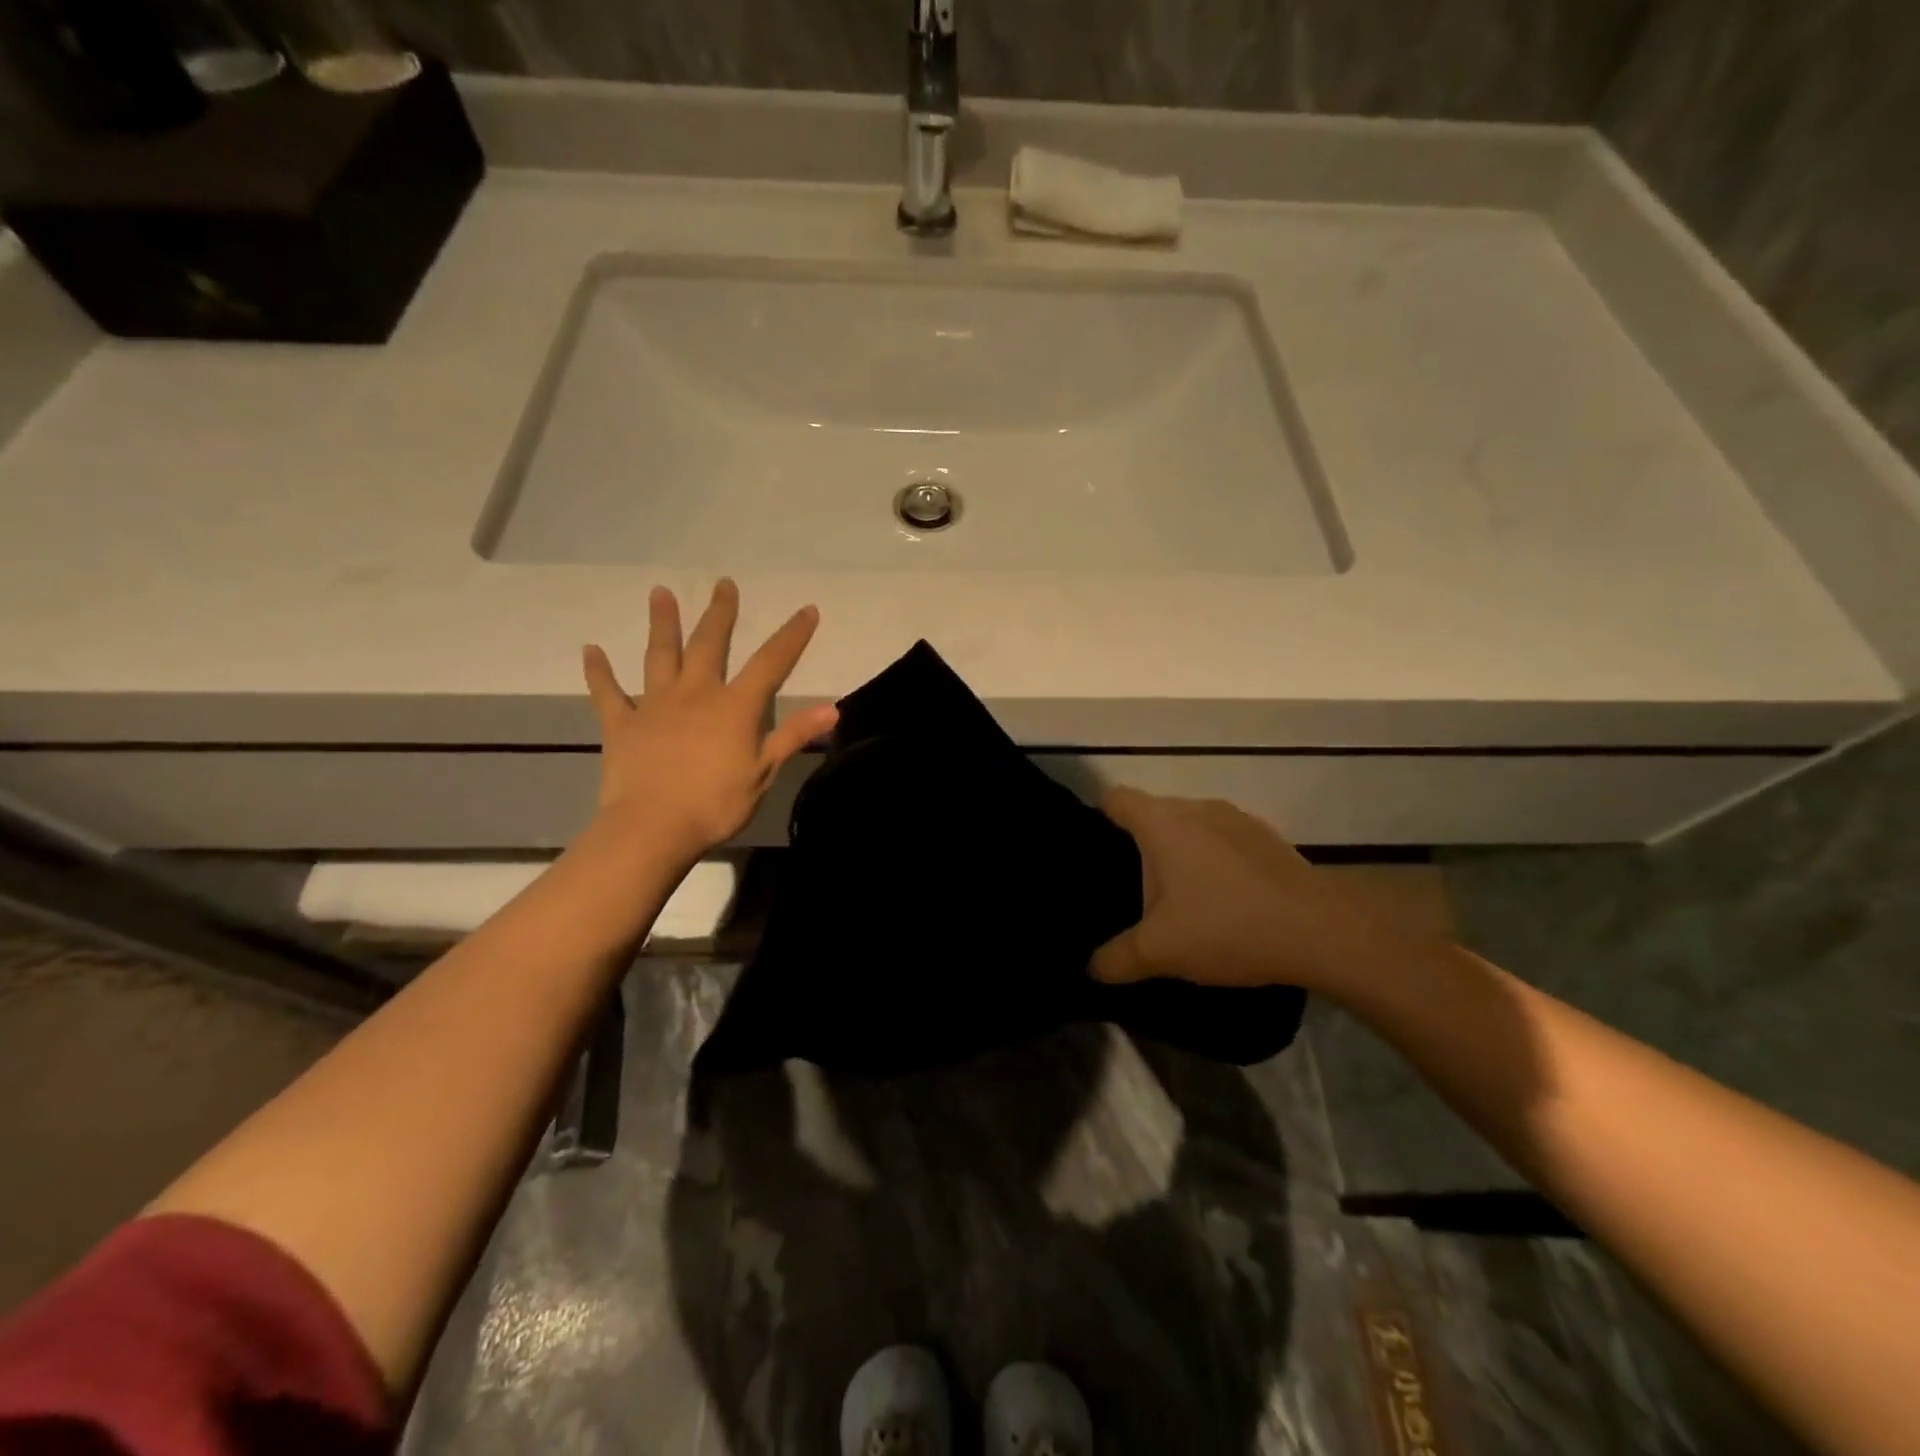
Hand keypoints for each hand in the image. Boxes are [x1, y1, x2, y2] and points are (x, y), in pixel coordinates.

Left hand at [582, 580, 838, 866]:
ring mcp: (654, 705)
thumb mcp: (764, 772)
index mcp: (734, 706)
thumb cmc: (715, 804)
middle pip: (710, 645)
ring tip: (660, 593)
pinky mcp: (622, 724)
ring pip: (660, 655)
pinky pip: (608, 692)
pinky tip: (591, 650)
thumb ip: (794, 735)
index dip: (792, 635)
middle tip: (723, 584)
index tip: (807, 609)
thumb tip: (832, 708)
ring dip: (662, 623)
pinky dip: (599, 671)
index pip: (771, 662)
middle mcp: (695, 693)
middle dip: (720, 614)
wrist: (652, 828)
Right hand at [1090, 788, 1423, 994]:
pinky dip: (1214, 861)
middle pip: (1152, 814)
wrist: (1322, 931)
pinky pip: (1222, 839)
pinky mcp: (1266, 836)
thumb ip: (1115, 959)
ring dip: (1180, 854)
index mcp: (1162, 822)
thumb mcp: (1160, 952)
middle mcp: (1196, 807)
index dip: (1098, 819)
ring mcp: (1236, 818)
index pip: (1114, 798)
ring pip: (1190, 827)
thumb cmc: (1227, 927)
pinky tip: (1224, 901)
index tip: (1095, 854)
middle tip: (1133, 891)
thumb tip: (1089, 969)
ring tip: (1180, 900)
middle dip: (1139, 847)